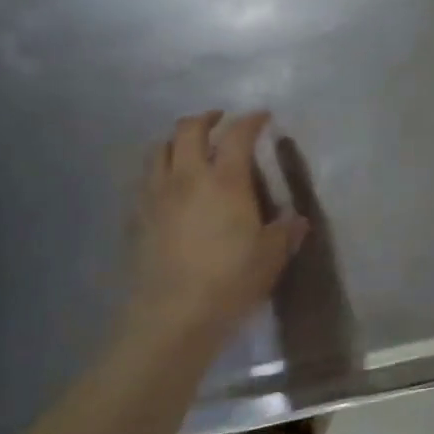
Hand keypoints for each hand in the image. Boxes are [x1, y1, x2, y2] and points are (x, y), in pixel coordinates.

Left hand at [119, 112, 308, 355]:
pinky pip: (144, 179)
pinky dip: (159, 170)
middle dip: (206, 118)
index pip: (237, 135)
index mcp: (225, 181)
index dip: (251, 121)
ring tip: (190, 148)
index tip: (262, 117)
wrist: (172, 316)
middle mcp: (186, 178)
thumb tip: (297, 219)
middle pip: (188, 130)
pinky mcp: (136, 217)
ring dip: (176, 141)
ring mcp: (155, 196)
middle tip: (221, 120)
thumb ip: (285, 232)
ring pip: (159, 150)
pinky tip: (169, 186)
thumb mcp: (271, 256)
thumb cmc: (231, 280)